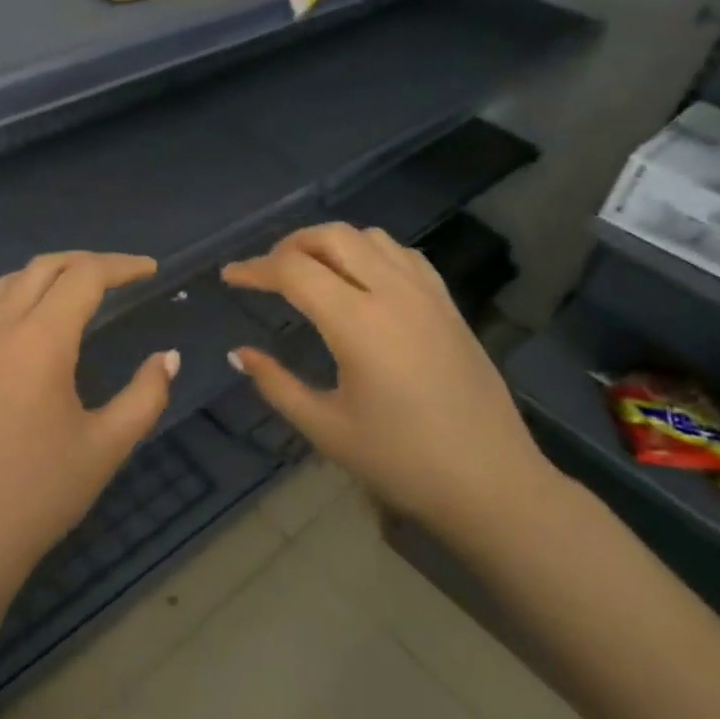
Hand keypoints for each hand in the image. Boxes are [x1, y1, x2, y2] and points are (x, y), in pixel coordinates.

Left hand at [0, 252, 178, 610]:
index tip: (151, 270)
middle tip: (122, 275)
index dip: (121, 266)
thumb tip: (167, 358)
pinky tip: (34, 322)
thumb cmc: (39, 495)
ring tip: (81, 289)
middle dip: (87, 261)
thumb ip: (145, 395)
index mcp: (39, 341)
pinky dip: (19, 294)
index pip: (84, 277)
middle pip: (44, 267)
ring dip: (50, 273)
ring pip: (10, 282)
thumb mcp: (106, 446)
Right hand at [222, 223, 552, 529]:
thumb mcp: (325, 428)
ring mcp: (426, 294)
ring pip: (369, 236)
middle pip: (331, 236)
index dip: (254, 269)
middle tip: (265, 273)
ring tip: (308, 271)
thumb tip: (239, 353)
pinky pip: (402, 254)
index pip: (294, 271)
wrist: (491, 482)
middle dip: (289, 245)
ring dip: (330, 243)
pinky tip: (360, 280)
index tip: (228, 278)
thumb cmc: (401, 462)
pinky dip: (370, 251)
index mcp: (358, 324)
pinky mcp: (447, 304)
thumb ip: (276, 384)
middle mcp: (393, 294)